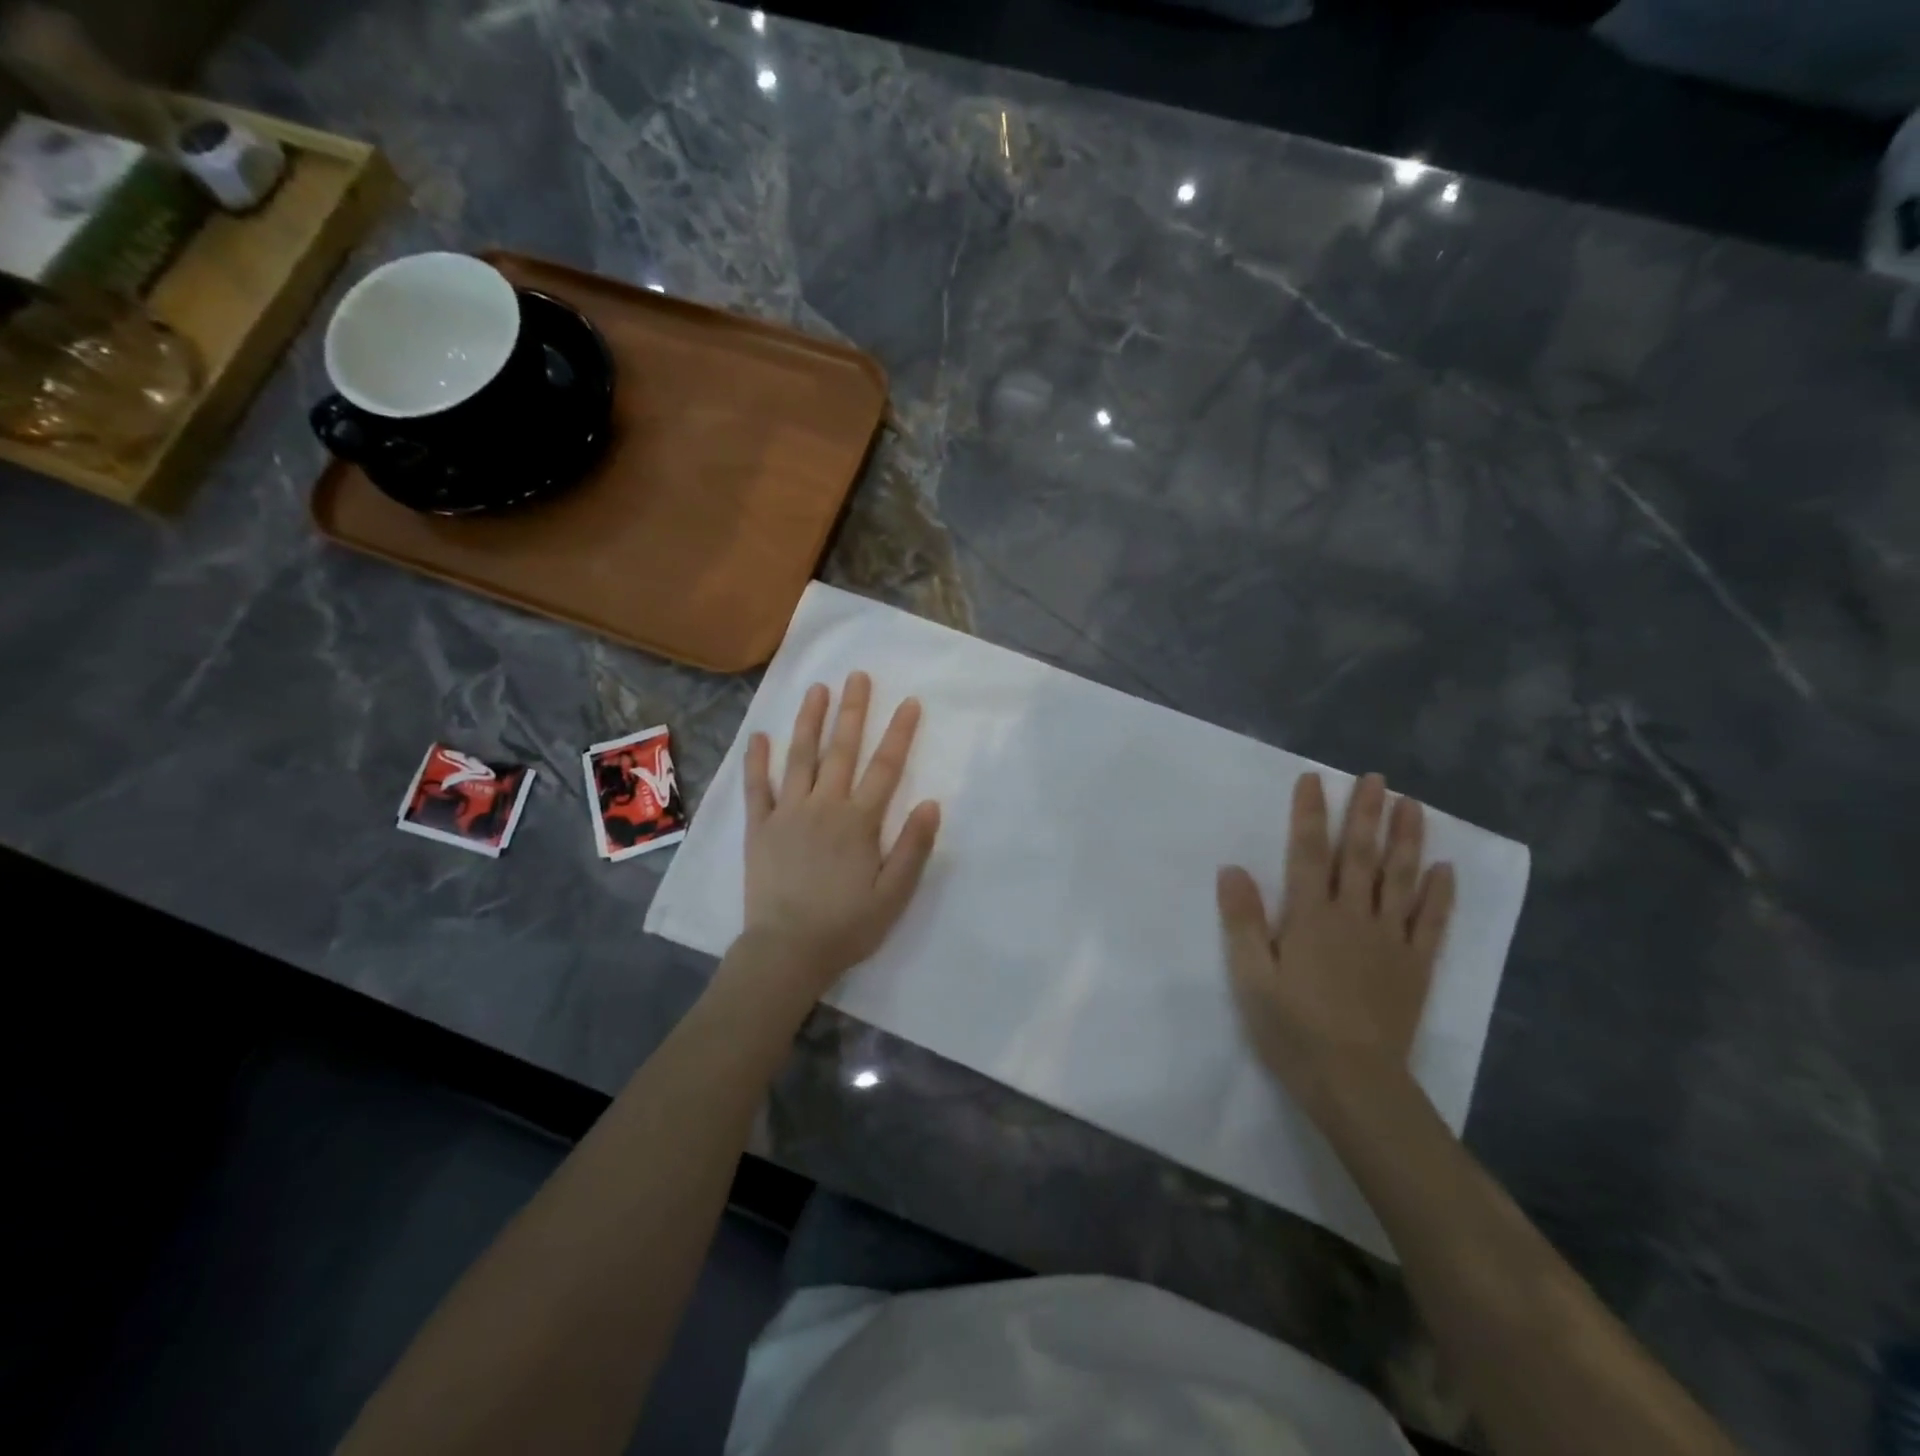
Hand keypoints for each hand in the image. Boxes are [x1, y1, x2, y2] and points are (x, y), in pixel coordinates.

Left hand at [739, 672, 941, 996]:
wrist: (787, 951)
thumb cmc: (847, 925)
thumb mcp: (894, 894)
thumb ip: (913, 847)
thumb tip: (932, 803)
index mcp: (859, 821)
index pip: (885, 767)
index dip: (899, 733)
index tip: (909, 702)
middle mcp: (824, 806)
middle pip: (841, 750)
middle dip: (852, 711)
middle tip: (857, 676)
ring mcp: (787, 813)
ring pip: (800, 757)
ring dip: (809, 721)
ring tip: (816, 689)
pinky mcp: (760, 827)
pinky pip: (758, 787)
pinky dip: (758, 760)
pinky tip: (760, 736)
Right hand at [1218, 772, 1454, 1109]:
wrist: (1355, 1083)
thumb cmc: (1293, 1029)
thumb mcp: (1251, 977)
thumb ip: (1242, 921)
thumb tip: (1232, 869)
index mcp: (1310, 917)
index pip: (1308, 852)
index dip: (1310, 813)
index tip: (1314, 779)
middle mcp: (1353, 917)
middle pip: (1360, 855)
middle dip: (1365, 813)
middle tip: (1375, 778)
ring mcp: (1390, 940)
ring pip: (1400, 878)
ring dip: (1405, 839)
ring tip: (1411, 804)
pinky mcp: (1416, 966)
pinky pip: (1431, 922)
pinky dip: (1439, 893)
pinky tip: (1444, 868)